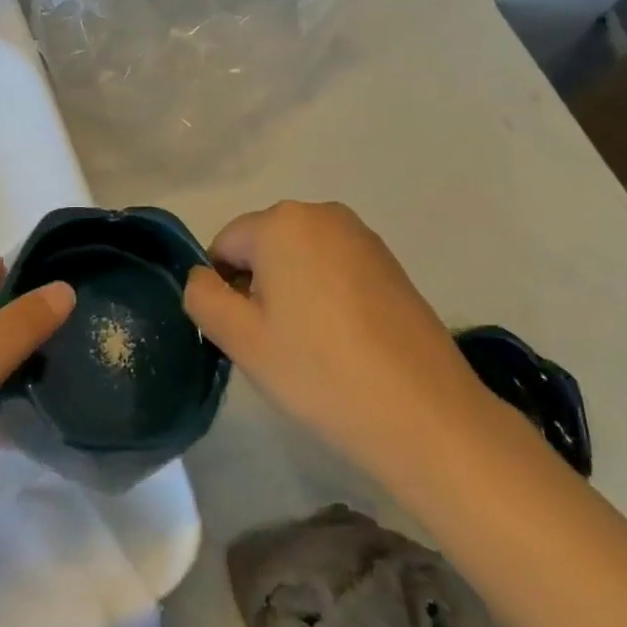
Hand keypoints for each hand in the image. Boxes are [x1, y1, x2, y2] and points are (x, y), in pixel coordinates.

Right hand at [183, 201, 487, 481]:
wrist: (424, 413)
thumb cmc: (319, 371)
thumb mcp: (240, 339)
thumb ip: (202, 297)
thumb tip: (204, 278)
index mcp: (282, 222)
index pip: (224, 245)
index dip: (224, 291)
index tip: (247, 335)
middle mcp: (323, 214)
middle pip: (263, 247)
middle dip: (258, 288)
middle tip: (277, 344)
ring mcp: (362, 236)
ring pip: (299, 258)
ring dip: (292, 292)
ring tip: (313, 346)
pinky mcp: (390, 262)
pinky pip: (334, 268)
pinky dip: (326, 296)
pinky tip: (344, 340)